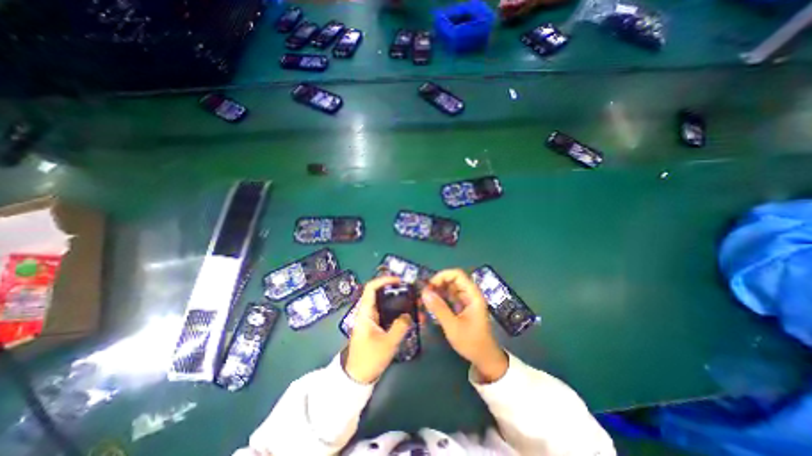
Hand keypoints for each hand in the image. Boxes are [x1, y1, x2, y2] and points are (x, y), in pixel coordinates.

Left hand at [343, 274, 412, 384]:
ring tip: (415, 304)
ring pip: (387, 303)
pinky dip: (400, 312)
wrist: (358, 377)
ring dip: (400, 302)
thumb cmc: (369, 359)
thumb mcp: (387, 344)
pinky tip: (411, 316)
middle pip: (382, 293)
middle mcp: (368, 312)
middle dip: (397, 290)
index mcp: (365, 312)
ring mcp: (373, 318)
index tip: (399, 280)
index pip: (371, 288)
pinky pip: (389, 313)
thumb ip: (400, 327)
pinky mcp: (378, 325)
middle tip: (412, 292)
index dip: (384, 280)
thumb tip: (409, 314)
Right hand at [422, 270, 505, 382]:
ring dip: (436, 292)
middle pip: (451, 280)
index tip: (429, 286)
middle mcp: (469, 294)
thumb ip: (439, 308)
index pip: (457, 275)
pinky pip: (448, 298)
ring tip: (423, 301)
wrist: (484, 359)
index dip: (442, 276)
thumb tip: (424, 292)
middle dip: (437, 285)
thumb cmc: (472, 342)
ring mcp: (465, 301)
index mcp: (472, 295)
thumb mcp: (453, 326)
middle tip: (423, 295)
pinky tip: (429, 307)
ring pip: (448, 289)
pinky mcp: (461, 307)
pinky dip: (439, 300)